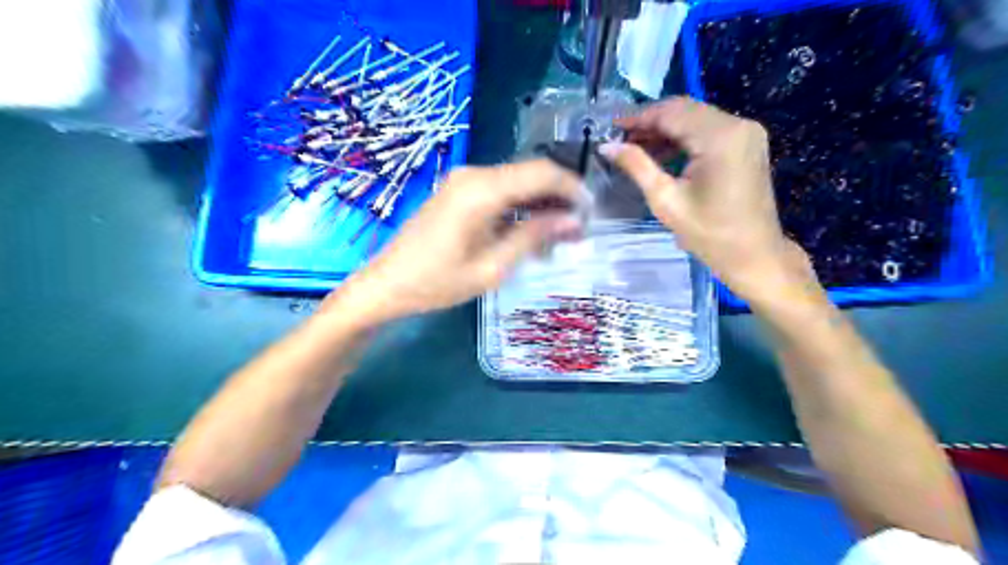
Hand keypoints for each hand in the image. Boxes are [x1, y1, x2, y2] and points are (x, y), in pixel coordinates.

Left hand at [328, 160, 587, 324]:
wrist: (387, 283)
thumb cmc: (437, 282)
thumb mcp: (493, 267)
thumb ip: (534, 237)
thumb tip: (573, 220)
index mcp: (482, 190)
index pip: (542, 173)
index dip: (573, 189)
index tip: (591, 213)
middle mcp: (474, 174)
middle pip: (531, 174)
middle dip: (560, 199)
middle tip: (577, 231)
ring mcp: (464, 179)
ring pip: (518, 181)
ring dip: (541, 204)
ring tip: (558, 238)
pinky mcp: (459, 190)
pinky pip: (500, 190)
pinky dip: (521, 206)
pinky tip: (530, 232)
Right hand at [596, 99, 818, 306]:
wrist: (754, 254)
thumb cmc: (708, 233)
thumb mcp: (666, 200)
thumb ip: (637, 166)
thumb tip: (606, 146)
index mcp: (720, 137)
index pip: (672, 112)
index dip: (639, 117)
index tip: (611, 126)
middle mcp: (738, 125)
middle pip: (684, 111)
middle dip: (650, 122)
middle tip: (620, 139)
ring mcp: (746, 133)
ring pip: (695, 119)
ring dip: (665, 130)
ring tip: (635, 148)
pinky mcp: (747, 144)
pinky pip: (708, 131)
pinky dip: (683, 139)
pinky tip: (661, 154)